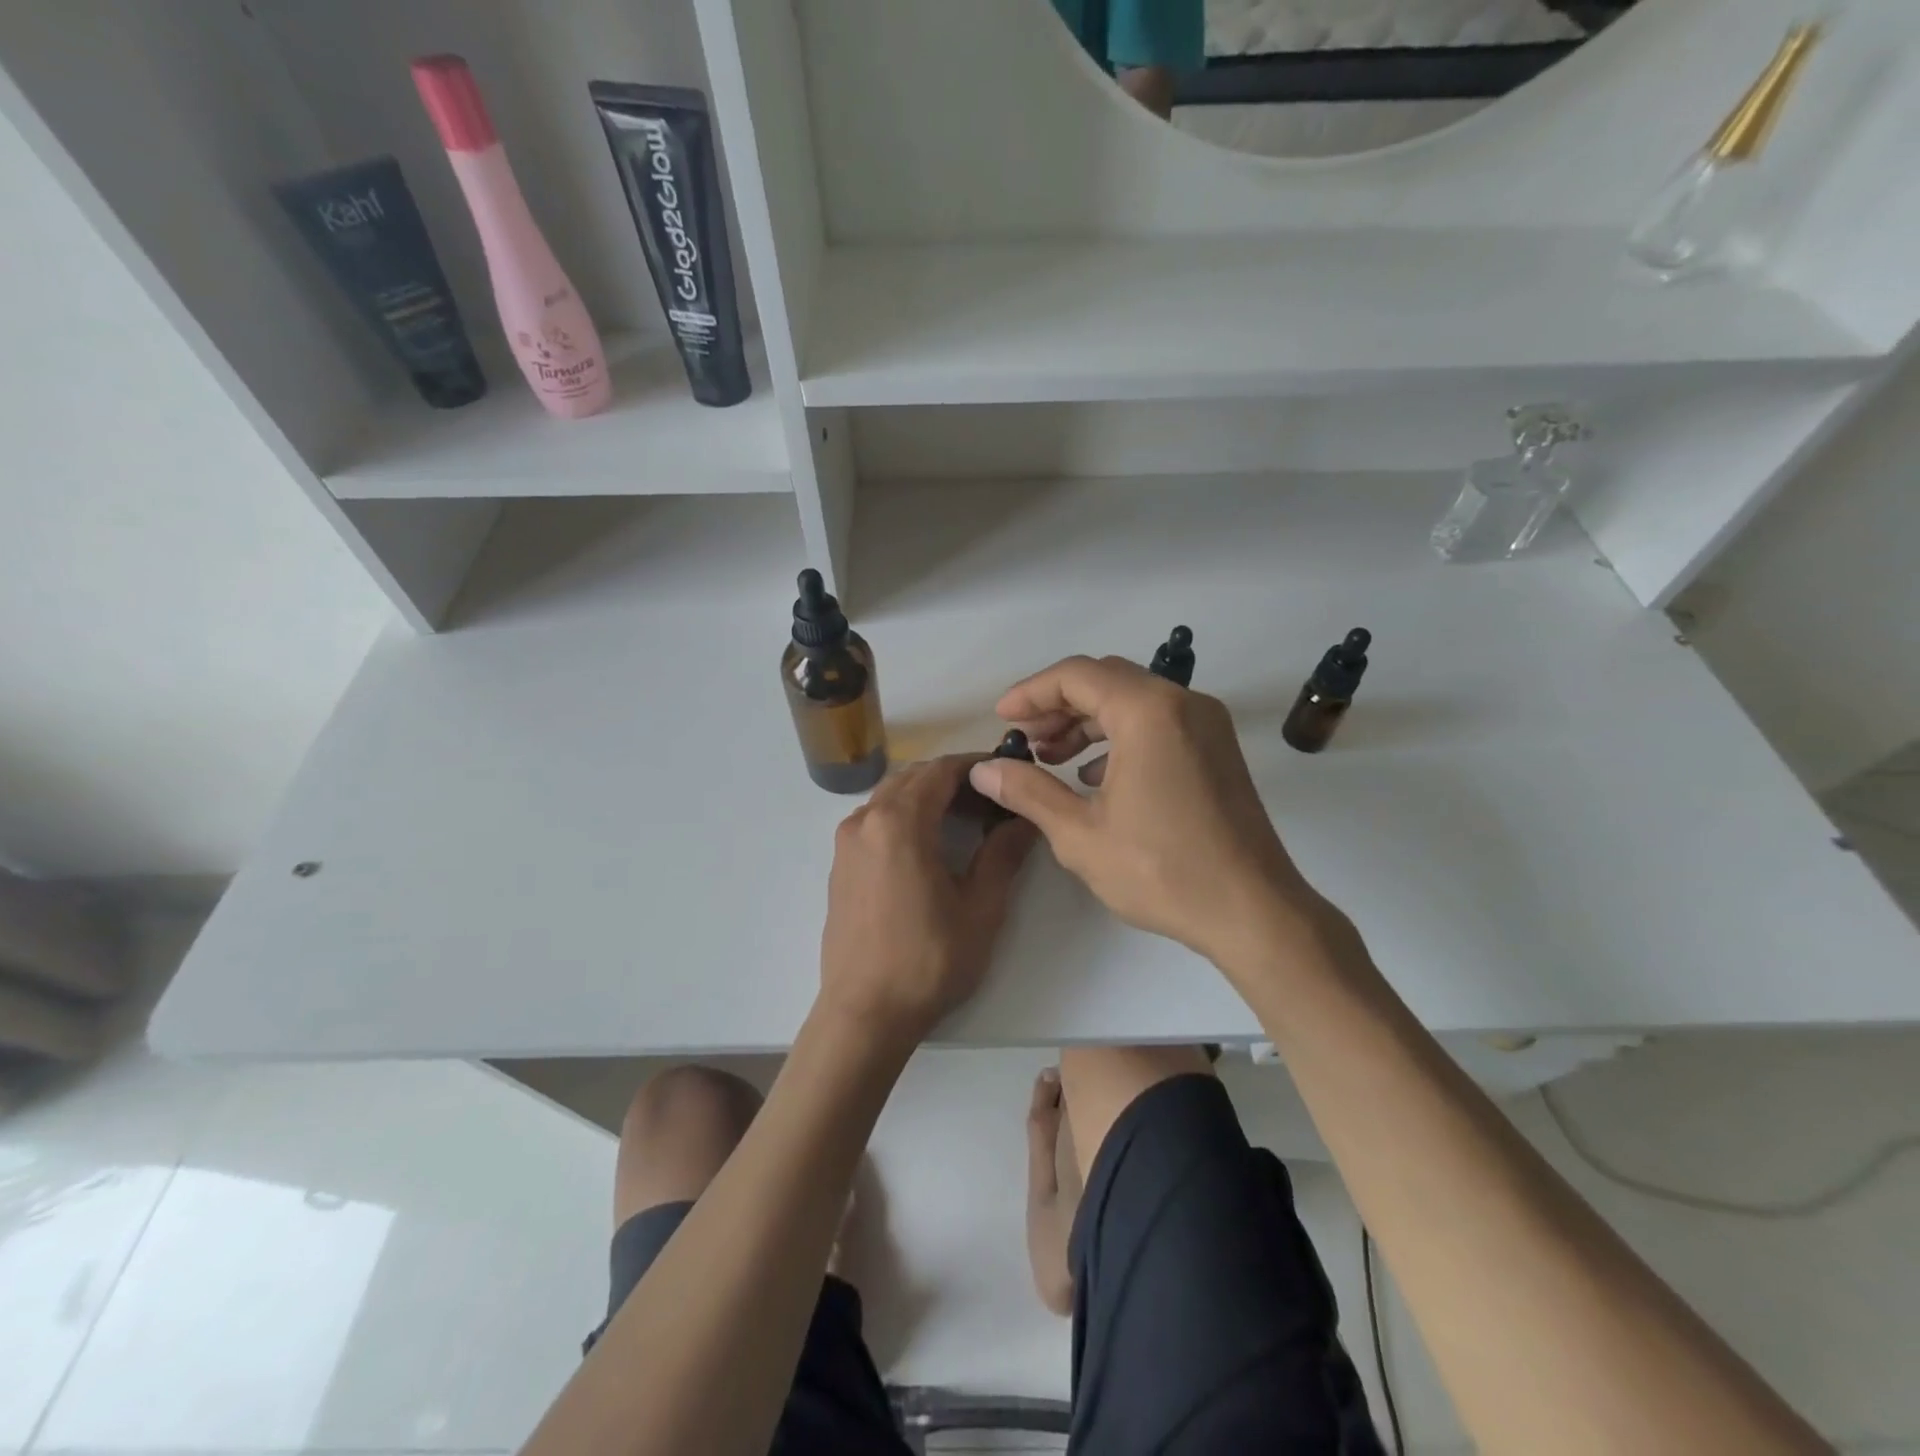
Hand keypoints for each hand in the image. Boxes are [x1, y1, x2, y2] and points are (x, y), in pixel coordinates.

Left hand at [819, 755, 1037, 1048]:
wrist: (864, 1014)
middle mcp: (865, 820)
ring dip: (927, 795)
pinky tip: (928, 844)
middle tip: (992, 799)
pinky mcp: (840, 864)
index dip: (977, 766)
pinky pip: (875, 819)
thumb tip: (1025, 818)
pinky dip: (904, 814)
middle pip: (913, 777)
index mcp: (899, 823)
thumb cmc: (928, 962)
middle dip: (953, 779)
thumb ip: (1003, 854)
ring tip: (964, 819)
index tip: (1007, 773)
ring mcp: (846, 842)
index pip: (941, 771)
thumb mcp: (980, 909)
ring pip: (891, 796)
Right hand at [967, 656, 1331, 968]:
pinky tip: (1095, 777)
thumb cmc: (1162, 870)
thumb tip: (983, 770)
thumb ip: (1028, 791)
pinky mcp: (1216, 748)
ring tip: (1051, 758)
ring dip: (1087, 721)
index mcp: (1148, 711)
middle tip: (1025, 739)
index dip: (1031, 693)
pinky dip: (1119, 736)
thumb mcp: (1080, 834)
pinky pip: (1158, 722)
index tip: (1002, 719)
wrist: (1253, 911)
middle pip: (1106, 680)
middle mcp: (1182, 703)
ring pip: (1132, 700)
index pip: (1076, 676)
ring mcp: (1206, 724)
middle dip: (1057, 705)